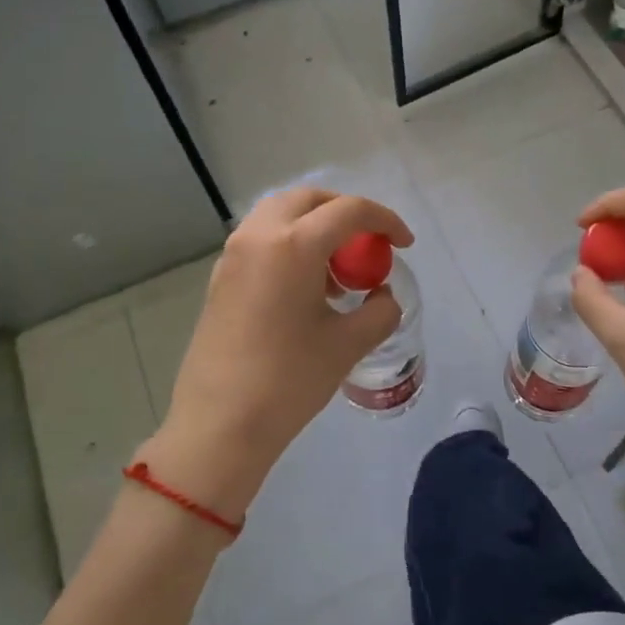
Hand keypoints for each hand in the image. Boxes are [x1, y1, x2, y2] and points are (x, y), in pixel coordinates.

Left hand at [139, 187, 412, 519]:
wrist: (219, 425)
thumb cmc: (288, 381)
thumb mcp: (347, 345)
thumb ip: (379, 311)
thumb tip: (383, 296)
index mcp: (293, 244)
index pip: (349, 211)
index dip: (385, 220)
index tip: (404, 244)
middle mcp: (259, 236)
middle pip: (309, 199)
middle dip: (345, 211)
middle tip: (369, 242)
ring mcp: (233, 254)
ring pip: (280, 214)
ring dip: (314, 226)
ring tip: (337, 269)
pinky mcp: (221, 276)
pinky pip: (262, 238)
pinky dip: (290, 243)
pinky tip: (306, 287)